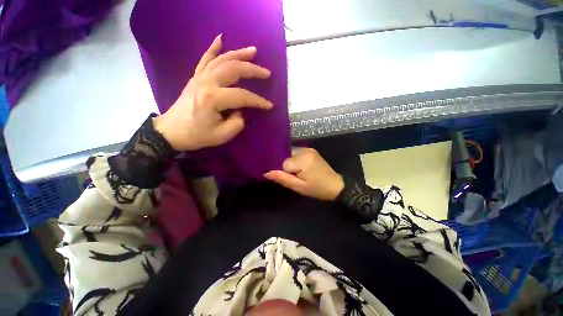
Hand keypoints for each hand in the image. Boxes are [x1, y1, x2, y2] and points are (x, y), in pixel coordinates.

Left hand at [153, 34, 272, 150]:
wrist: (172, 131)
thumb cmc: (197, 135)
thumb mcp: (222, 135)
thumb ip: (238, 122)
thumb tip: (241, 110)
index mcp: (213, 98)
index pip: (242, 95)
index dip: (258, 101)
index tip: (269, 106)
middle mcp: (207, 82)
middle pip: (233, 69)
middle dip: (253, 70)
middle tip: (266, 73)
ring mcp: (200, 77)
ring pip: (222, 59)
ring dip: (239, 54)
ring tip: (253, 51)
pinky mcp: (195, 77)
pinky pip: (205, 58)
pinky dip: (213, 48)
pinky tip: (221, 39)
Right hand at [264, 148, 344, 200]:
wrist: (335, 185)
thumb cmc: (317, 188)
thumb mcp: (299, 187)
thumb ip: (282, 178)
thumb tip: (266, 173)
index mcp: (302, 160)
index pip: (283, 163)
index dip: (282, 171)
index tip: (285, 178)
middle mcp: (304, 151)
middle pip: (285, 155)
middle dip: (284, 164)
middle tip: (290, 175)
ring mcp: (308, 149)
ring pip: (290, 153)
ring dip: (289, 161)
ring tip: (294, 171)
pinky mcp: (310, 150)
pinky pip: (296, 152)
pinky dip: (293, 158)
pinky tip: (298, 166)